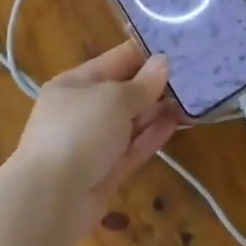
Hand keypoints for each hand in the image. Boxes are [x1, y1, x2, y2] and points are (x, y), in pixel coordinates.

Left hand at [12, 42, 179, 233]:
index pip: (115, 60)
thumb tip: (162, 62)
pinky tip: (178, 122)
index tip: (179, 47)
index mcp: (75, 83)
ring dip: (157, 110)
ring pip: (131, 121)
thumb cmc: (79, 131)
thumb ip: (142, 84)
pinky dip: (153, 135)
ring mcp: (93, 143)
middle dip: (155, 84)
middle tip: (194, 73)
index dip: (145, 53)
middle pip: (124, 91)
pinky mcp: (106, 172)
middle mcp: (82, 110)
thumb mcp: (114, 99)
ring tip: (193, 97)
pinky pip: (133, 147)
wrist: (51, 199)